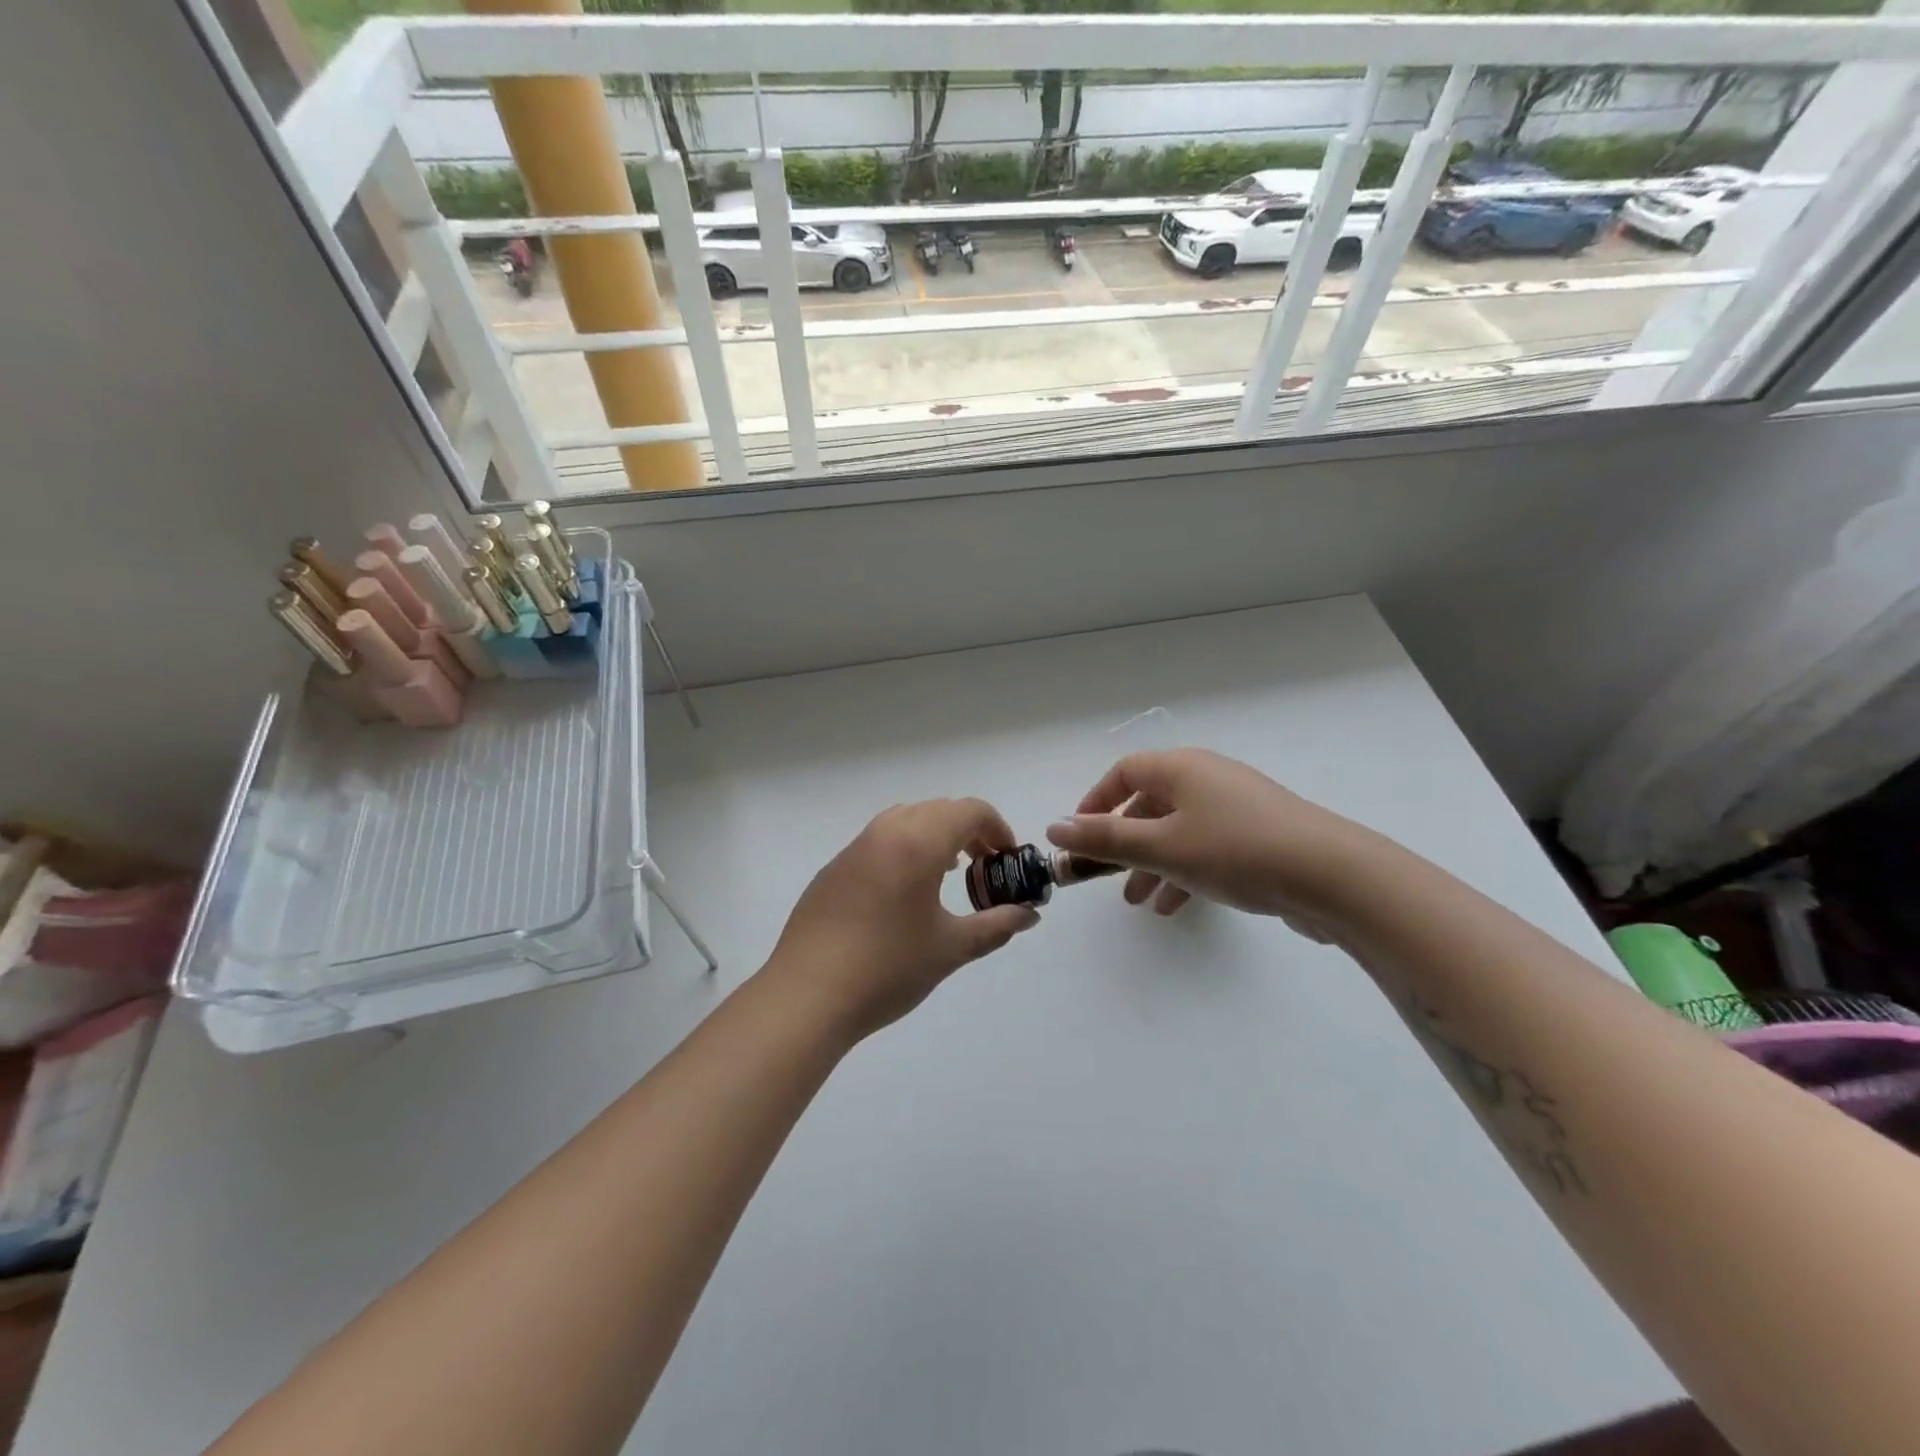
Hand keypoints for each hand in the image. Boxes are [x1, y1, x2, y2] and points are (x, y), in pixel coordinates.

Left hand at [767, 798, 1040, 1039]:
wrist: (807, 996)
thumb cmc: (888, 968)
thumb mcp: (951, 948)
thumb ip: (996, 925)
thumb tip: (1029, 916)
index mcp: (918, 842)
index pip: (970, 811)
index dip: (998, 829)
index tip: (1008, 860)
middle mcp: (885, 832)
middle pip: (938, 810)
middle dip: (969, 831)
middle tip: (984, 868)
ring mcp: (854, 848)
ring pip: (906, 820)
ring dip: (935, 836)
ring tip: (947, 874)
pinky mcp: (834, 869)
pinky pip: (879, 841)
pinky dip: (904, 849)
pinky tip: (904, 893)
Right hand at [1045, 749, 1372, 936]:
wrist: (1333, 876)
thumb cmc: (1235, 851)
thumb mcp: (1161, 847)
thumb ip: (1105, 839)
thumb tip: (1055, 828)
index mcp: (1182, 768)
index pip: (1124, 772)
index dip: (1095, 801)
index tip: (1078, 836)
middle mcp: (1207, 779)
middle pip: (1150, 803)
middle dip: (1124, 841)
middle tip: (1105, 875)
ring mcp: (1236, 807)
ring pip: (1178, 831)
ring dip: (1152, 863)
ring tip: (1137, 902)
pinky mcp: (1258, 835)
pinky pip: (1206, 847)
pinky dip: (1184, 871)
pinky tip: (1174, 906)